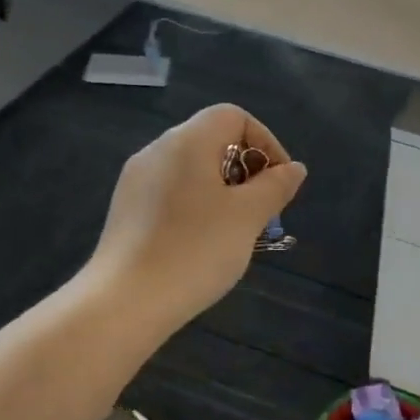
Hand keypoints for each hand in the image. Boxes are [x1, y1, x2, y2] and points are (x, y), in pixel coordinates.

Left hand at [90, 105, 306, 331]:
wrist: (126, 302)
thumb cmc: (196, 250)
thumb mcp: (248, 216)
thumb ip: (275, 186)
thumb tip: (294, 168)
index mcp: (187, 141)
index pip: (234, 117)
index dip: (265, 142)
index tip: (279, 183)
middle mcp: (157, 151)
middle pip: (213, 141)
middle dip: (247, 170)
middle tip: (263, 211)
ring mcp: (137, 181)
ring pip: (193, 170)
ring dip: (224, 191)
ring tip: (238, 231)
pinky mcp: (127, 210)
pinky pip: (173, 193)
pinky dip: (198, 206)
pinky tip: (203, 244)